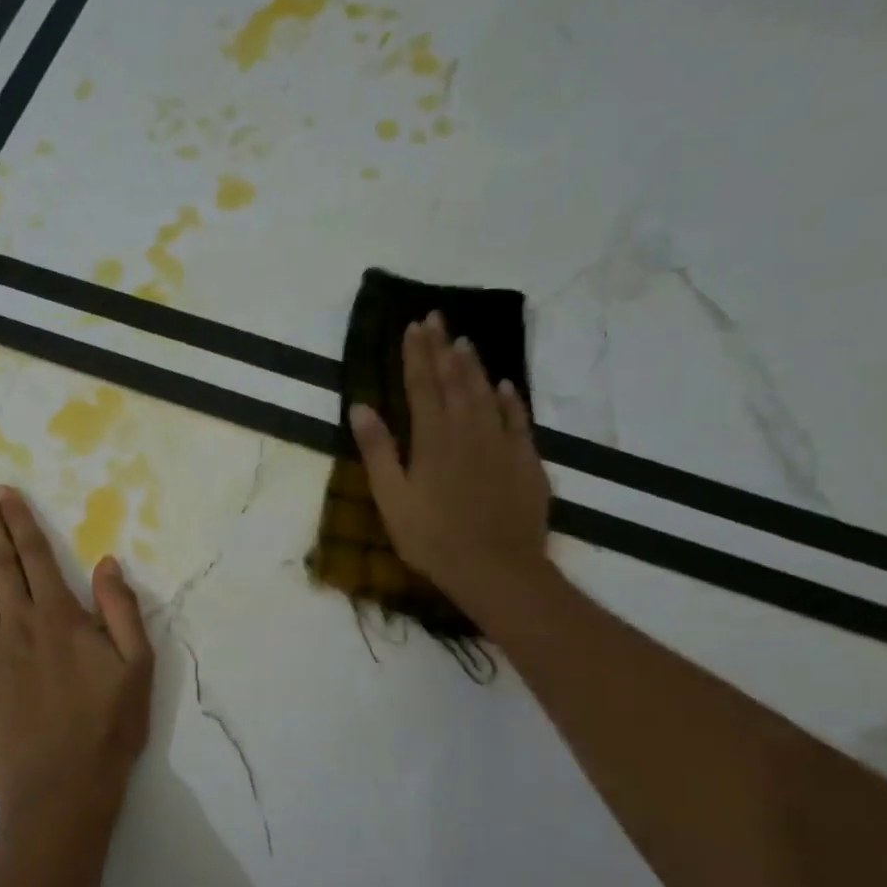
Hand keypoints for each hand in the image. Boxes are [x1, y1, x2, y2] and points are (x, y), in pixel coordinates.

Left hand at [0, 483, 154, 856]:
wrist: (62, 790)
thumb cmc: (107, 730)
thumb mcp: (138, 668)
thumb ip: (122, 611)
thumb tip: (107, 563)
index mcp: (61, 618)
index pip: (36, 557)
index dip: (20, 521)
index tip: (4, 494)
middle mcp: (19, 625)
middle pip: (0, 564)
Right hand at [350, 311, 551, 610]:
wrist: (495, 568)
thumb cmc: (431, 538)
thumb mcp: (391, 498)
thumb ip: (378, 450)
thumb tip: (361, 406)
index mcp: (432, 438)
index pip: (422, 385)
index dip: (415, 354)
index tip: (412, 326)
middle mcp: (468, 430)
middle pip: (455, 380)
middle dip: (443, 348)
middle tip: (437, 318)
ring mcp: (501, 443)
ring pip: (487, 394)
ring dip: (474, 366)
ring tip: (464, 341)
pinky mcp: (525, 461)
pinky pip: (518, 419)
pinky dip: (511, 398)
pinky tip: (506, 386)